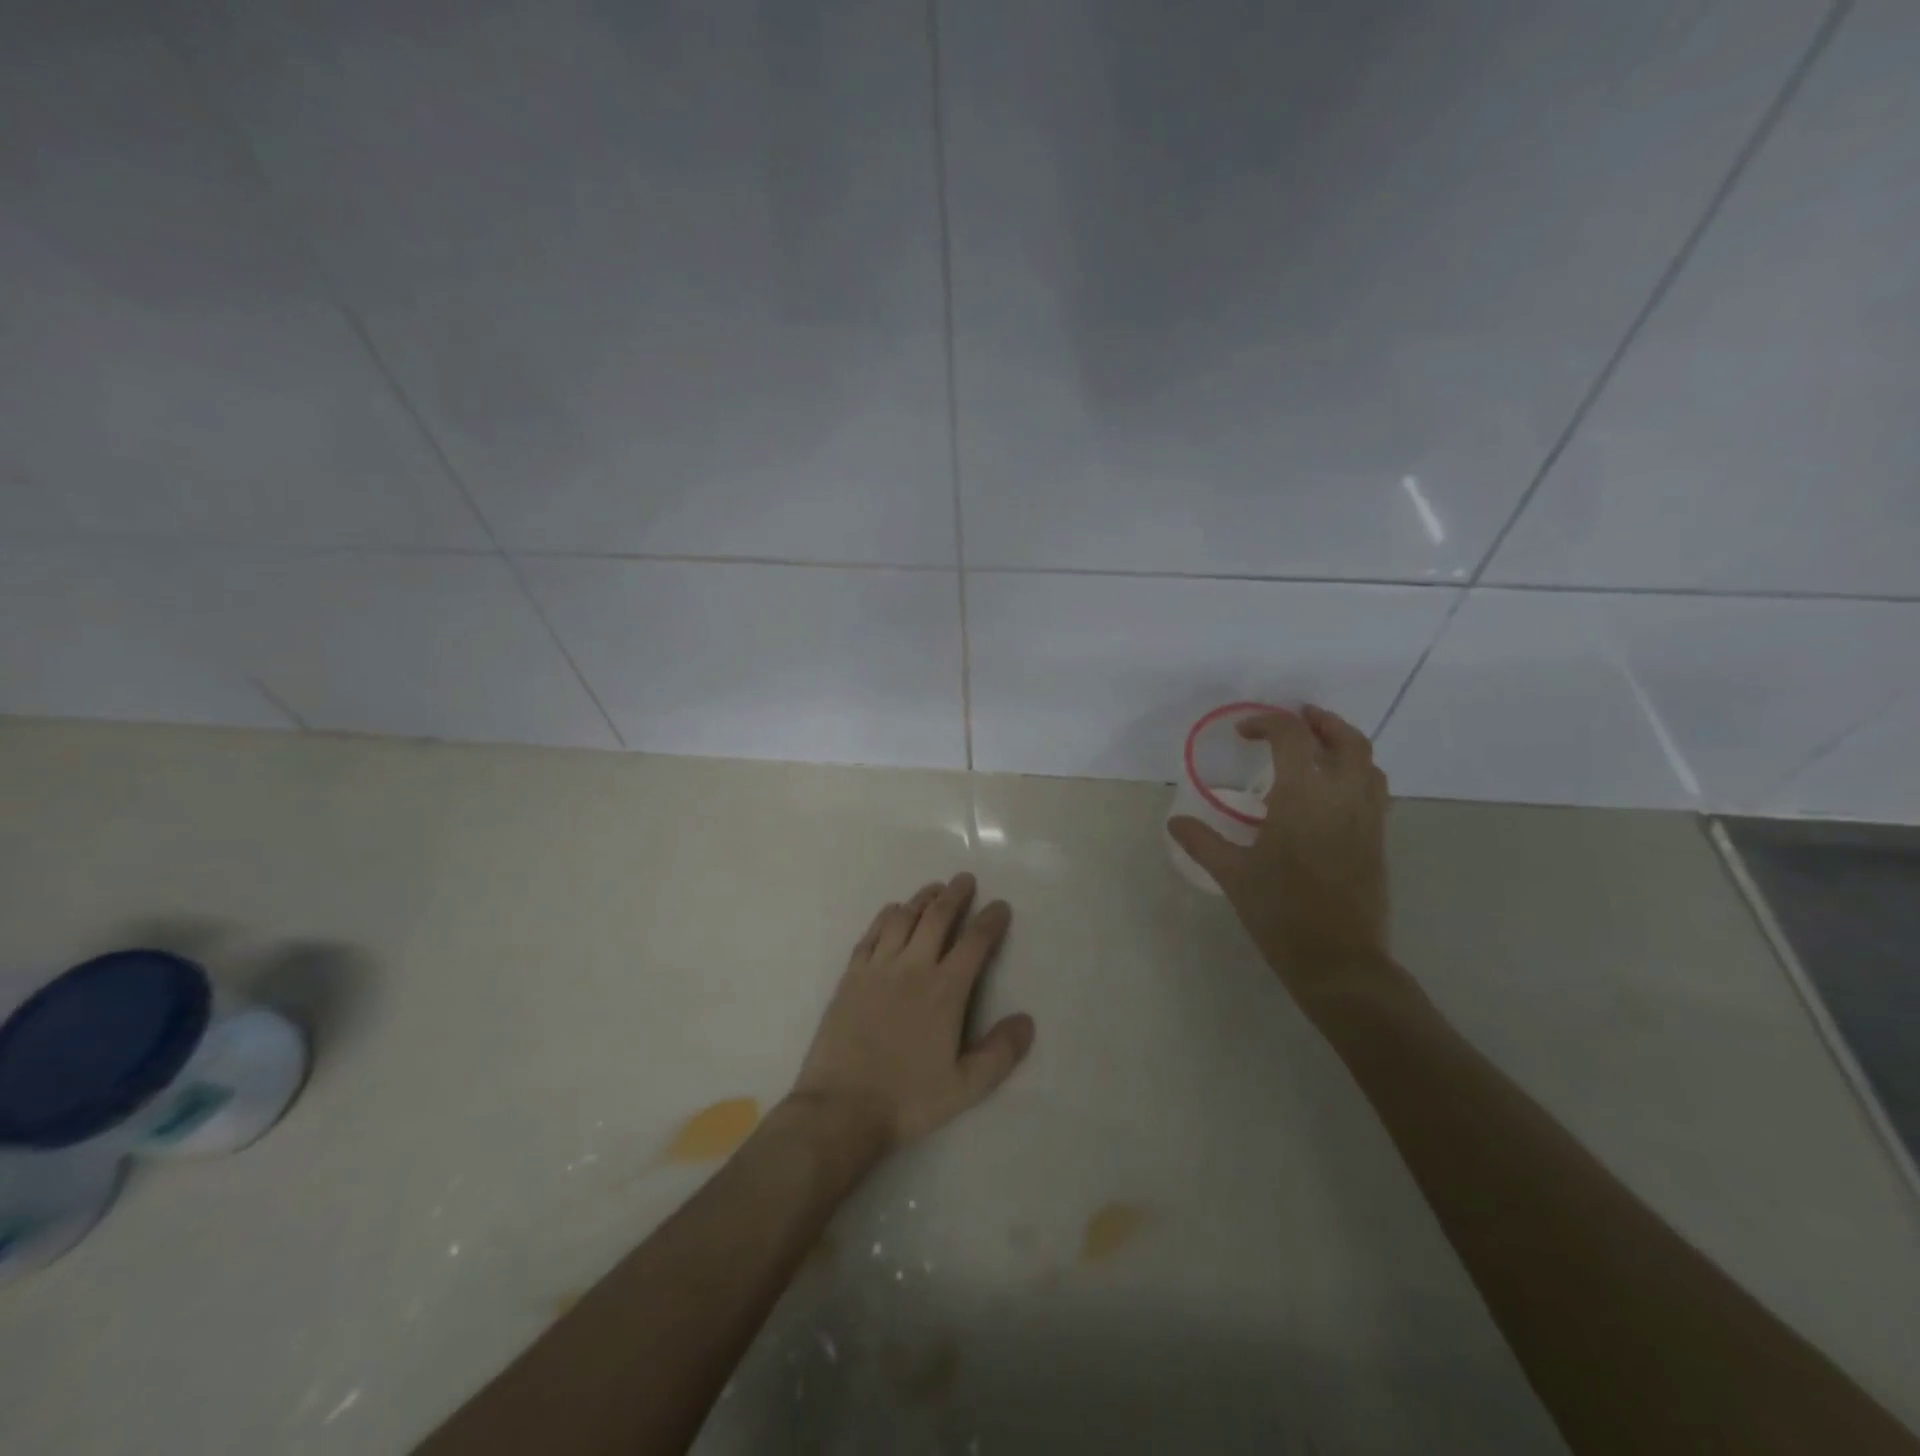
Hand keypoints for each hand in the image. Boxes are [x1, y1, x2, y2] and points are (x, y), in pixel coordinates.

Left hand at [790, 873, 1034, 1153]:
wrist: (841, 1107)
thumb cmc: (907, 1099)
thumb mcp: (965, 1087)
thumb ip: (1000, 1053)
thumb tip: (1027, 1021)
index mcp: (945, 991)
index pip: (974, 943)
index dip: (990, 920)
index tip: (1000, 906)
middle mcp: (913, 968)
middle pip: (937, 918)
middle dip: (955, 895)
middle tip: (965, 879)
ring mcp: (878, 968)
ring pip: (903, 919)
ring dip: (922, 899)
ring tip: (934, 889)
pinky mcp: (851, 976)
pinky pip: (872, 934)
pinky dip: (886, 916)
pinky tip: (893, 910)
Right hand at [1168, 705, 1392, 1001]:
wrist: (1338, 960)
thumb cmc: (1280, 913)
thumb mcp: (1233, 875)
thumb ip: (1203, 842)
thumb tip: (1175, 822)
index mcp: (1303, 798)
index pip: (1292, 738)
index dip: (1267, 723)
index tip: (1244, 732)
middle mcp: (1342, 798)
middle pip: (1346, 740)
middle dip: (1322, 722)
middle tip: (1299, 718)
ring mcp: (1367, 819)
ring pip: (1369, 764)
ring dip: (1345, 745)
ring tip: (1319, 749)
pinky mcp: (1378, 841)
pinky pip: (1375, 791)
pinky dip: (1357, 775)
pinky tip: (1333, 794)